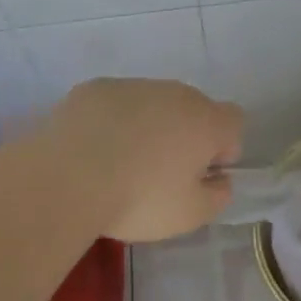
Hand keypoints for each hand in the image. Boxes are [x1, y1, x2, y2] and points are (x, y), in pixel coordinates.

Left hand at [34, 78, 243, 241]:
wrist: (67, 177)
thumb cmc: (139, 198)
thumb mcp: (190, 215)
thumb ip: (217, 196)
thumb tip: (220, 180)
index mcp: (206, 121)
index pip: (234, 121)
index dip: (224, 146)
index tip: (203, 173)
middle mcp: (176, 93)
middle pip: (193, 109)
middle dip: (184, 134)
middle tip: (161, 173)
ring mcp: (134, 85)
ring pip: (153, 103)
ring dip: (147, 125)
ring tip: (120, 163)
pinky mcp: (96, 87)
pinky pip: (115, 103)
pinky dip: (111, 121)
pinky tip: (91, 150)